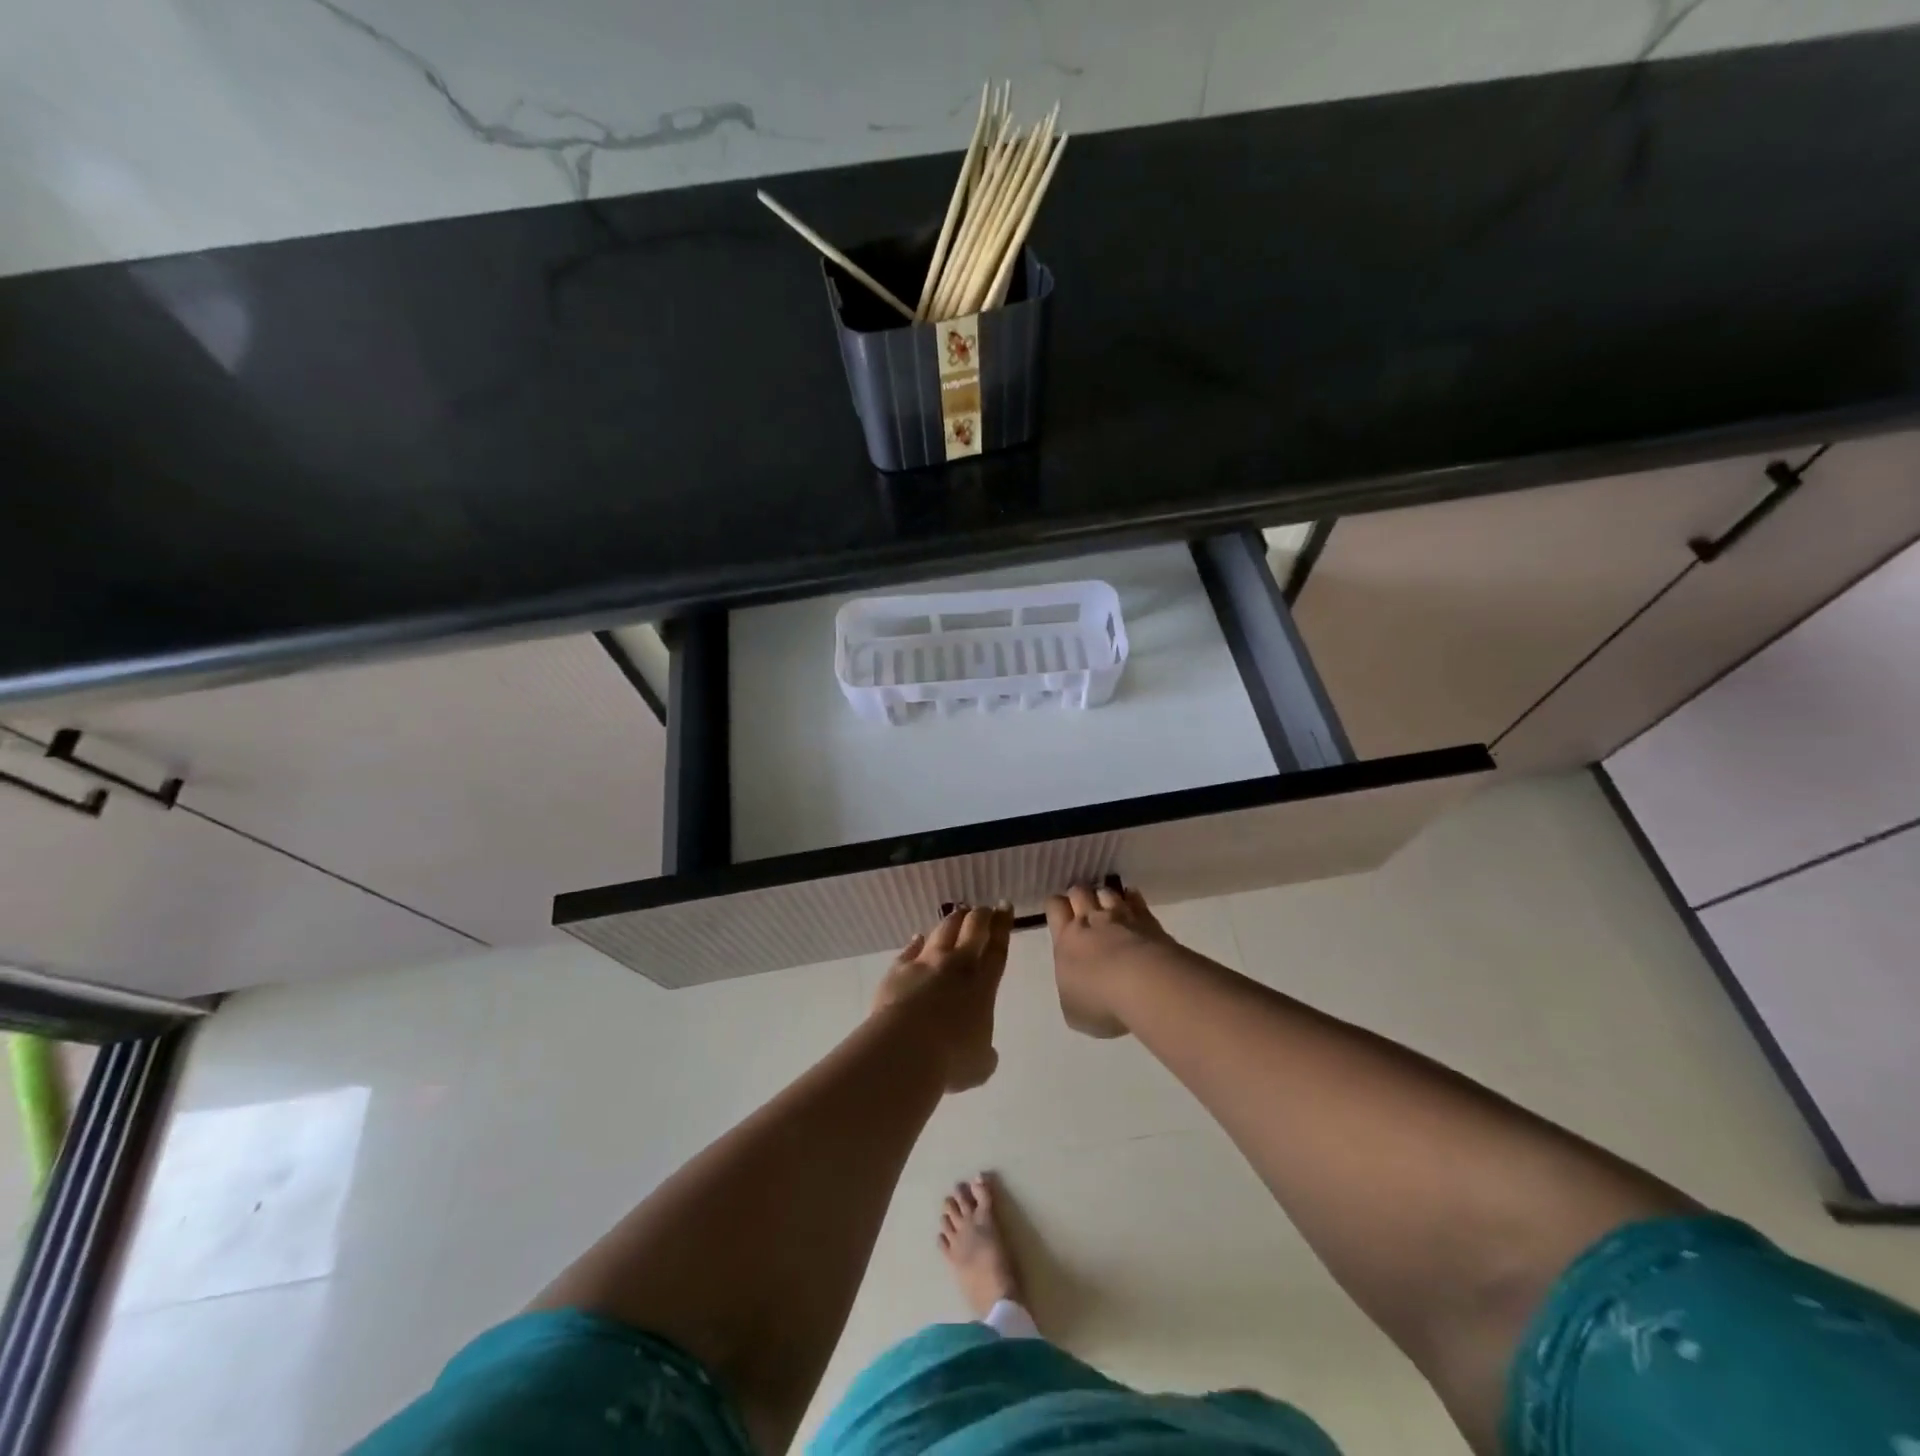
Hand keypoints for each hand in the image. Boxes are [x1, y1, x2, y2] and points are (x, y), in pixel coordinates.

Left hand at [872, 904, 1012, 1091]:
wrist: (904, 1048)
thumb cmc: (950, 1059)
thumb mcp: (979, 1065)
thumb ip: (985, 1054)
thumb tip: (985, 1053)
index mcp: (983, 986)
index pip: (997, 949)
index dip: (1003, 927)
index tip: (1005, 908)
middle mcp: (956, 966)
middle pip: (972, 929)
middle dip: (982, 916)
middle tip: (986, 908)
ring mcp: (925, 964)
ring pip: (942, 931)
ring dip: (953, 920)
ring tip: (958, 913)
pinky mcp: (899, 969)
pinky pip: (910, 949)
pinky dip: (917, 941)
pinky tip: (918, 937)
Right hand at [1044, 883, 1169, 1038]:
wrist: (1145, 986)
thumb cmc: (1100, 1002)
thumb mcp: (1073, 1010)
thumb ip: (1072, 990)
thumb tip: (1077, 986)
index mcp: (1066, 940)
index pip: (1054, 907)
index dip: (1057, 907)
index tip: (1060, 914)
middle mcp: (1090, 921)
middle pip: (1079, 891)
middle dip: (1080, 896)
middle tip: (1084, 909)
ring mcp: (1121, 916)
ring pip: (1107, 892)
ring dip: (1105, 897)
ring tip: (1108, 907)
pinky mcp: (1148, 920)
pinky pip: (1136, 899)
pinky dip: (1132, 899)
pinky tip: (1133, 903)